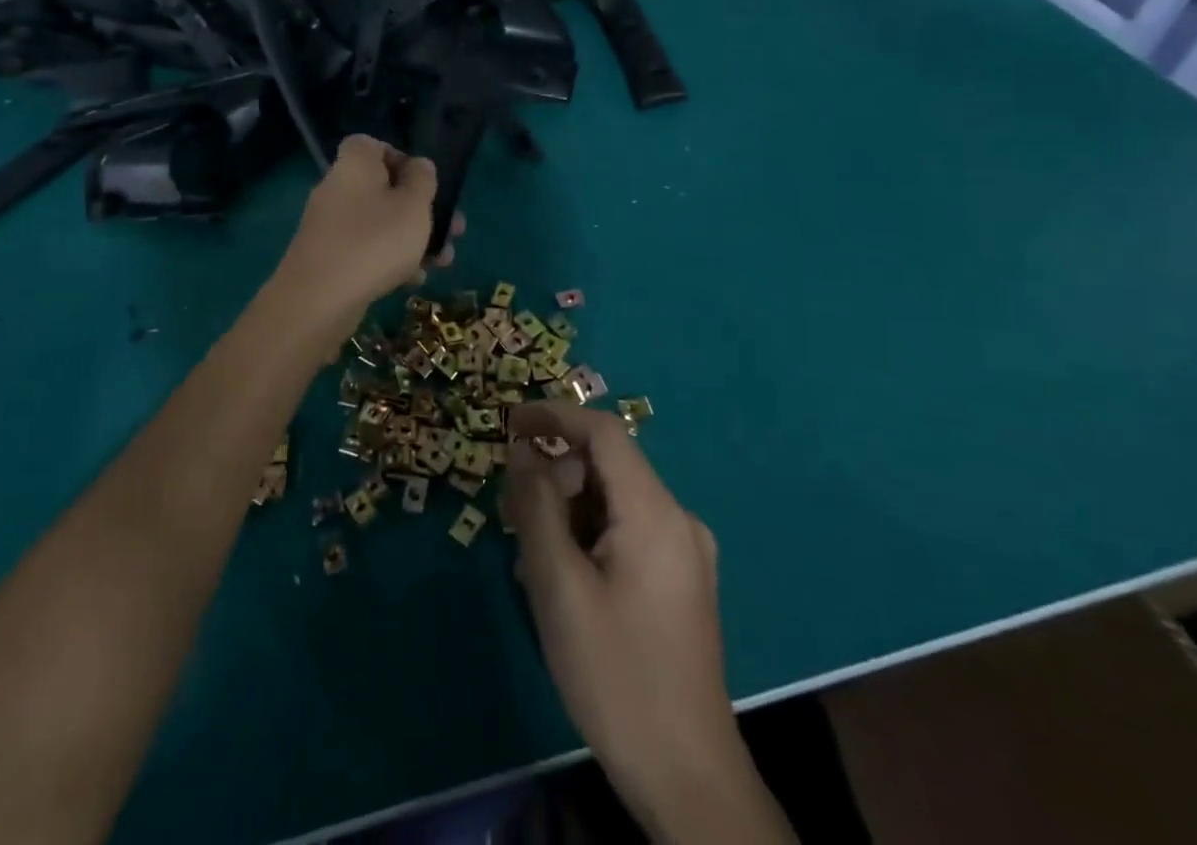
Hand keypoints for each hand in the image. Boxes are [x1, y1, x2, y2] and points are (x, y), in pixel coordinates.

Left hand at [274, 135, 461, 320]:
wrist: (318, 300)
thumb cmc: (375, 242)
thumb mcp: (413, 206)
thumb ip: (422, 180)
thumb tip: (418, 166)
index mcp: (354, 165)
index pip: (372, 145)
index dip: (400, 158)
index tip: (424, 181)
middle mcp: (337, 188)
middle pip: (383, 188)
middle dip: (420, 209)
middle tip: (453, 229)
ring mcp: (329, 225)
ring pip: (379, 223)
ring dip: (412, 238)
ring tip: (442, 261)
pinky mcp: (328, 257)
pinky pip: (365, 249)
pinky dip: (390, 260)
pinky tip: (412, 281)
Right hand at [504, 404, 781, 843]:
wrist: (687, 778)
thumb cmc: (616, 675)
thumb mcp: (559, 585)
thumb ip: (536, 506)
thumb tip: (522, 450)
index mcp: (655, 512)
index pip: (603, 432)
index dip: (554, 417)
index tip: (509, 423)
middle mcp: (677, 519)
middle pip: (606, 468)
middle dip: (553, 478)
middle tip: (510, 516)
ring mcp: (684, 552)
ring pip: (612, 502)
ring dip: (567, 512)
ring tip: (532, 559)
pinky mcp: (681, 581)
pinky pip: (626, 532)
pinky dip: (588, 536)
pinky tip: (563, 579)